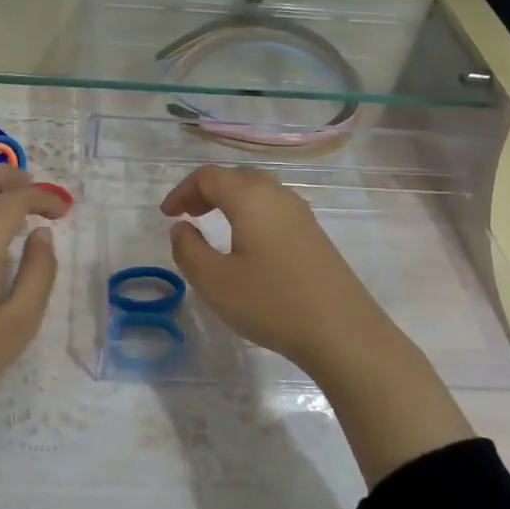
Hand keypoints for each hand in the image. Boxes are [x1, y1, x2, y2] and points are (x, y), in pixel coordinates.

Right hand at [160, 164, 402, 378]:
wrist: (342, 332)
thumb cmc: (271, 303)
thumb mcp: (214, 281)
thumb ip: (188, 249)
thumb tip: (182, 227)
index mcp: (250, 198)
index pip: (208, 176)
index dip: (182, 190)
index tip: (167, 216)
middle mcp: (277, 195)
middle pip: (235, 177)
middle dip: (205, 192)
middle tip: (187, 216)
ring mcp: (301, 214)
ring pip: (258, 191)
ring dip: (230, 201)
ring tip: (213, 226)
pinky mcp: (315, 234)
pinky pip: (274, 209)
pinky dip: (251, 214)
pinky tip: (248, 244)